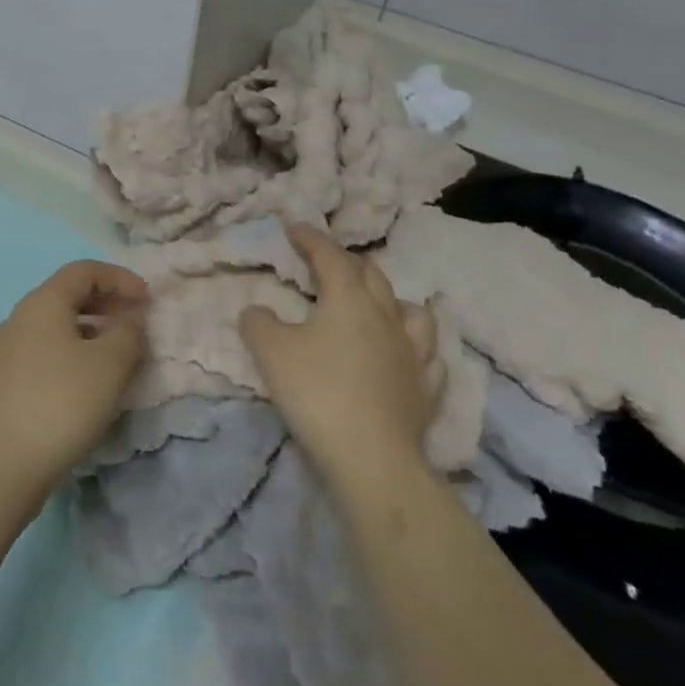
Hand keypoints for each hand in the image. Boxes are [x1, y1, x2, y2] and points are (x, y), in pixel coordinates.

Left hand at [0, 261, 148, 496]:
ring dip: (90, 332)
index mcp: (42, 302)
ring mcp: (5, 351)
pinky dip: (71, 355)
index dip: (120, 278)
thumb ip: (128, 333)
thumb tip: (130, 319)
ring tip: (117, 358)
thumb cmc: (60, 403)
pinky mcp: (1, 383)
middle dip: (106, 304)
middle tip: (136, 325)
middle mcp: (19, 317)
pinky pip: (44, 353)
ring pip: (55, 327)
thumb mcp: (109, 365)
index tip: (147, 300)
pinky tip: (86, 386)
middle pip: (68, 296)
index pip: (84, 270)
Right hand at [239, 223, 437, 484]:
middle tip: (327, 263)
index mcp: (348, 299)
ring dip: (391, 299)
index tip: (294, 226)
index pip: (330, 255)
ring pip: (411, 310)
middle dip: (347, 261)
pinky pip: (428, 355)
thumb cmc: (317, 393)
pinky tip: (407, 353)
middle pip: (372, 275)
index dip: (310, 238)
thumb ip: (258, 323)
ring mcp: (413, 352)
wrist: (372, 458)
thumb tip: (256, 311)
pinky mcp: (427, 389)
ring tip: (378, 304)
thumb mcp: (271, 352)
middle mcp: (386, 316)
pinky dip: (415, 345)